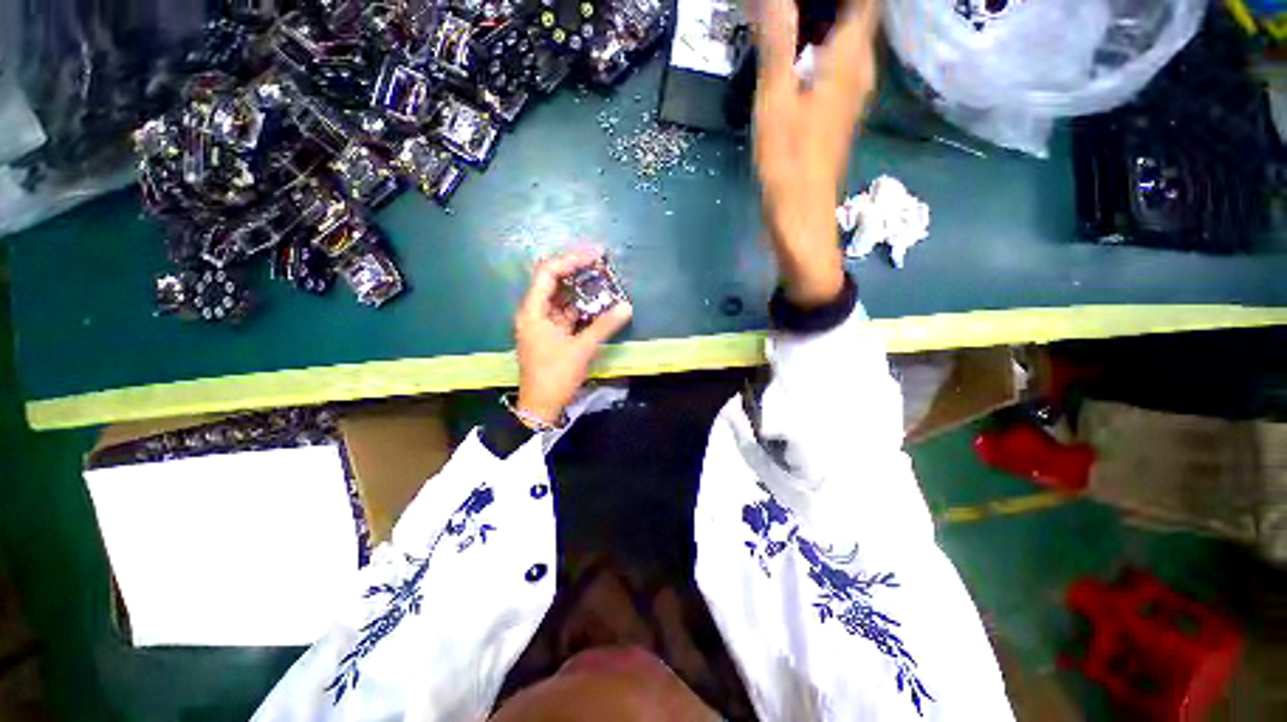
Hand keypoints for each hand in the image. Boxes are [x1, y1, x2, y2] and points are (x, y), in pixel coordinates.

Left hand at [514, 247, 632, 426]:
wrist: (540, 405)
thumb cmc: (555, 375)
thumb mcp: (581, 349)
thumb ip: (604, 326)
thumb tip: (626, 306)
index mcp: (533, 311)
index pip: (548, 273)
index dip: (571, 260)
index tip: (595, 256)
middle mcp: (534, 312)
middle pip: (552, 280)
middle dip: (575, 269)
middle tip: (599, 262)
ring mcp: (541, 323)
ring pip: (560, 297)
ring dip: (579, 288)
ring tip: (601, 279)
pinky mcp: (550, 334)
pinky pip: (565, 312)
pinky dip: (579, 306)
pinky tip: (596, 303)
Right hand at [753, 0, 879, 306]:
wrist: (800, 215)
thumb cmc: (787, 163)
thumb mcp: (774, 102)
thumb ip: (776, 43)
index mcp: (848, 59)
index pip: (864, 1)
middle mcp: (859, 70)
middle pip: (859, 15)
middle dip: (831, 5)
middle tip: (791, 6)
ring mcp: (852, 94)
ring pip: (848, 39)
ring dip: (826, 22)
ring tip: (793, 18)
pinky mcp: (839, 113)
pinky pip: (838, 63)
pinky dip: (822, 47)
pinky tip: (797, 51)